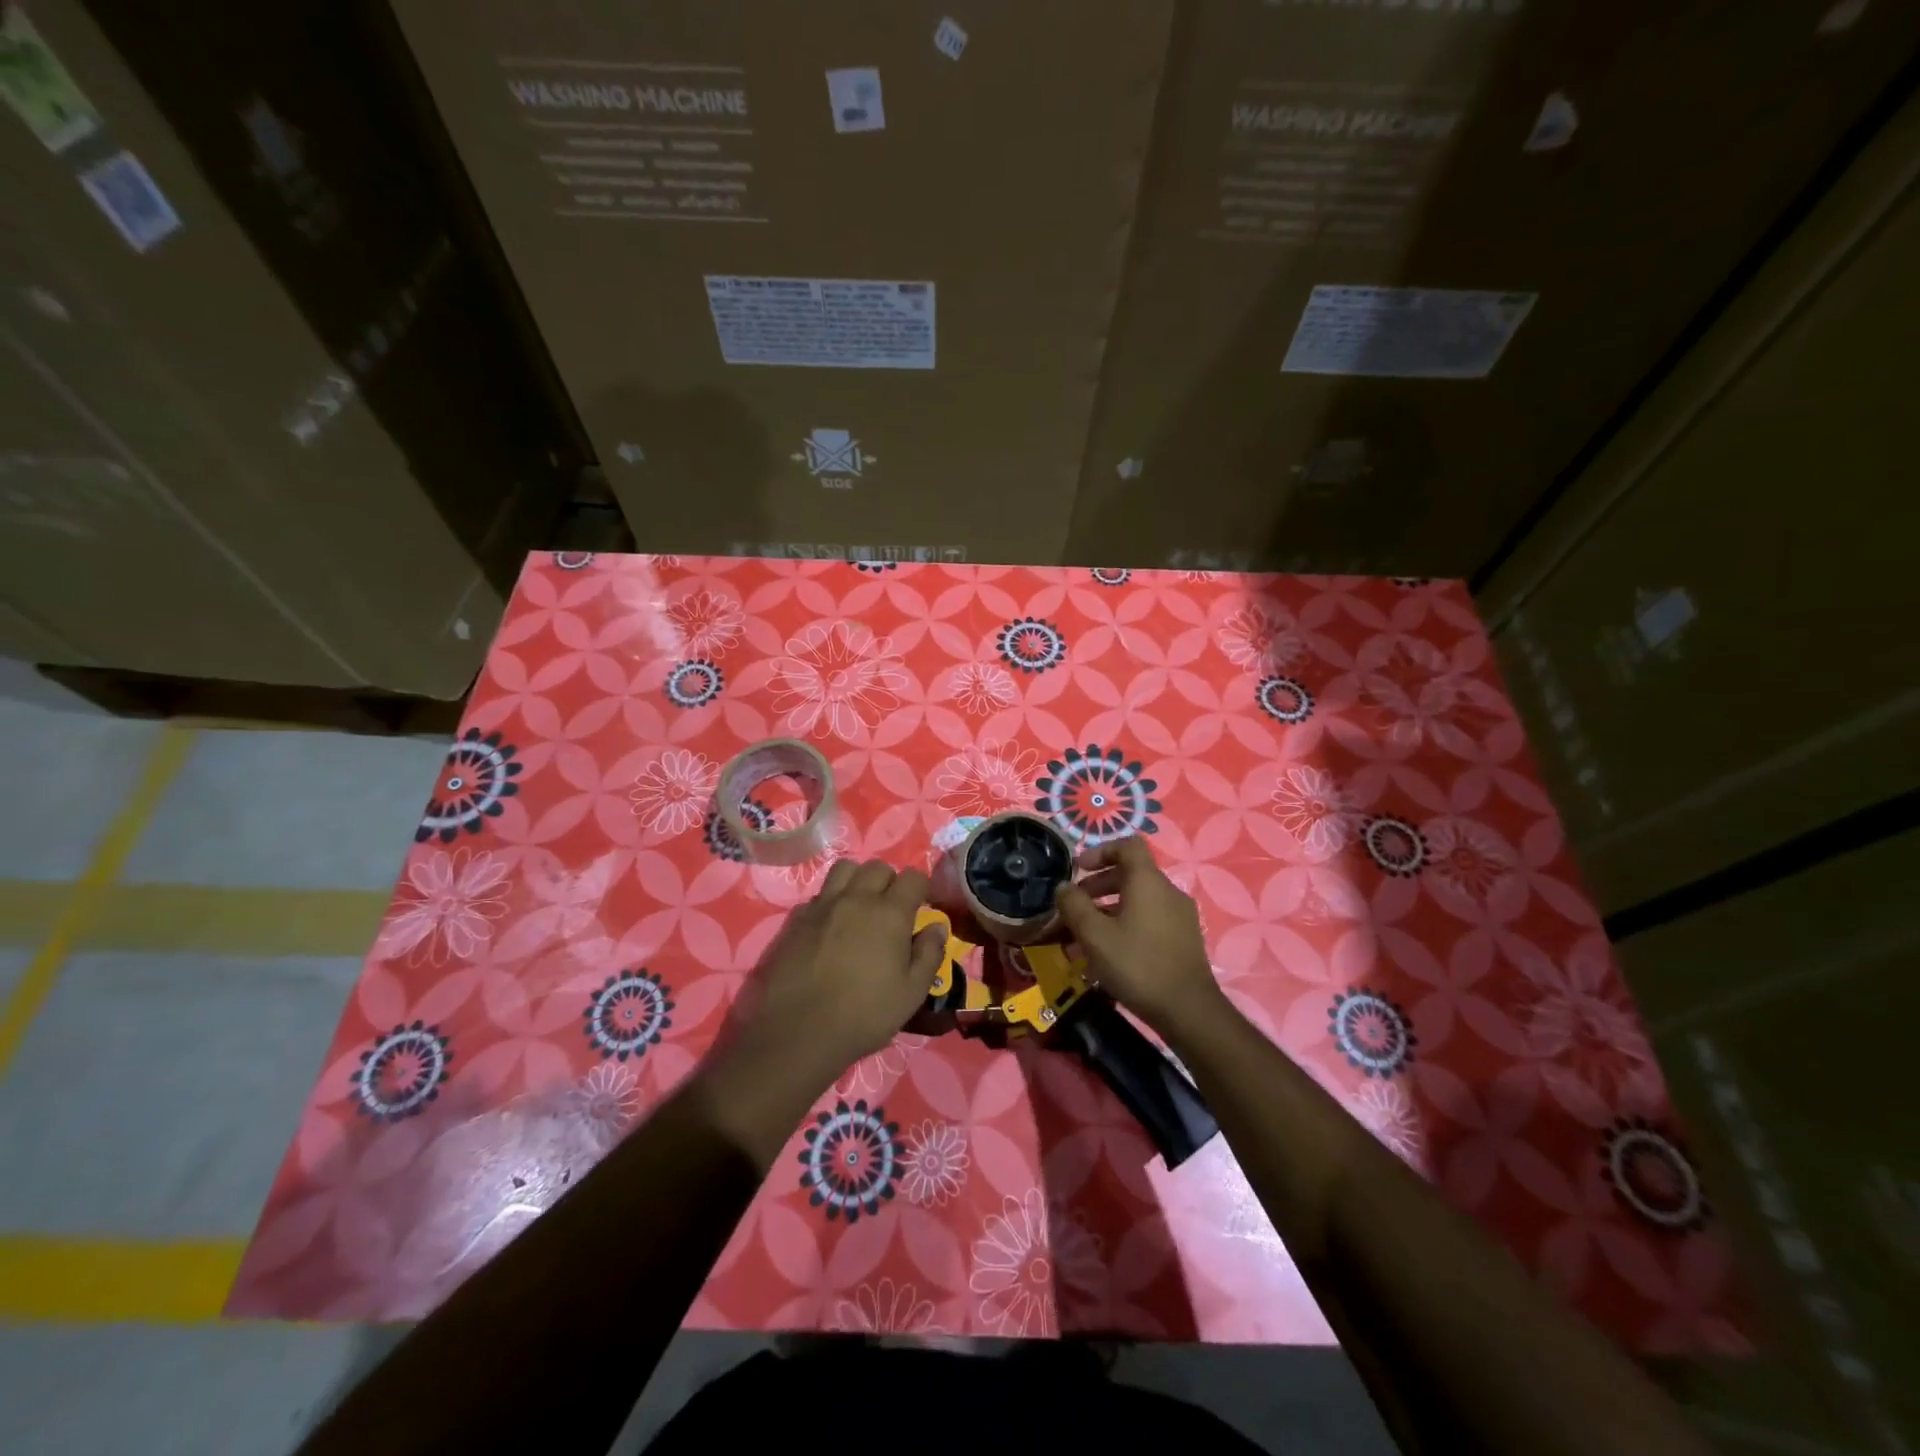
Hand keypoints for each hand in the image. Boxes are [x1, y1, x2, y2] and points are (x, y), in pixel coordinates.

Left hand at [728, 858, 947, 1094]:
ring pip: (845, 869)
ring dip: (857, 880)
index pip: (913, 877)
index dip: (921, 888)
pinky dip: (830, 901)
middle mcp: (857, 898)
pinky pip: (819, 894)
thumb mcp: (912, 993)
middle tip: (891, 910)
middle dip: (890, 881)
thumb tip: (937, 927)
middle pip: (878, 867)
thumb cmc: (864, 1014)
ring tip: (860, 907)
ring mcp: (823, 905)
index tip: (922, 907)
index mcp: (890, 913)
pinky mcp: (797, 919)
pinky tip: (830, 927)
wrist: (798, 1031)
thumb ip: (929, 954)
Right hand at [1054, 837, 1224, 1036]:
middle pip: (1130, 874)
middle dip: (1098, 886)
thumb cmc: (1137, 964)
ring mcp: (1180, 916)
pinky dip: (1126, 926)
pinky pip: (1149, 920)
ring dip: (1108, 911)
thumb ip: (1074, 906)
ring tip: (1084, 937)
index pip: (1127, 845)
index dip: (1100, 851)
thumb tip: (1063, 887)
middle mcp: (1168, 891)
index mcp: (1148, 881)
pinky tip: (1108, 955)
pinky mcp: (1183, 939)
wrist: (1188, 1010)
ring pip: (1138, 901)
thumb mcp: (1094, 935)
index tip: (1079, 869)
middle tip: (1074, 907)